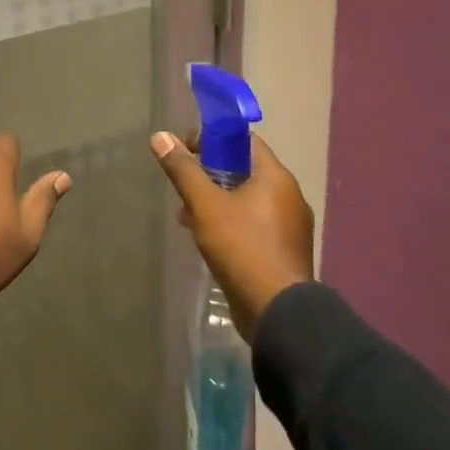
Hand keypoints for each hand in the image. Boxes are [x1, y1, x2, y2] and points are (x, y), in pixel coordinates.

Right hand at [150, 129, 314, 341]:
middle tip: (183, 180)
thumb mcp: (205, 205)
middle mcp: (289, 197)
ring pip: (248, 199)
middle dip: (211, 172)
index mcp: (276, 178)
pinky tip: (205, 236)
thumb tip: (160, 136)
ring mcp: (289, 226)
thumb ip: (183, 170)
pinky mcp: (283, 251)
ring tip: (186, 211)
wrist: (277, 313)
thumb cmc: (242, 247)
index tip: (186, 147)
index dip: (214, 138)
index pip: (245, 141)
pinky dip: (230, 221)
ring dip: (217, 199)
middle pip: (245, 170)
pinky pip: (253, 223)